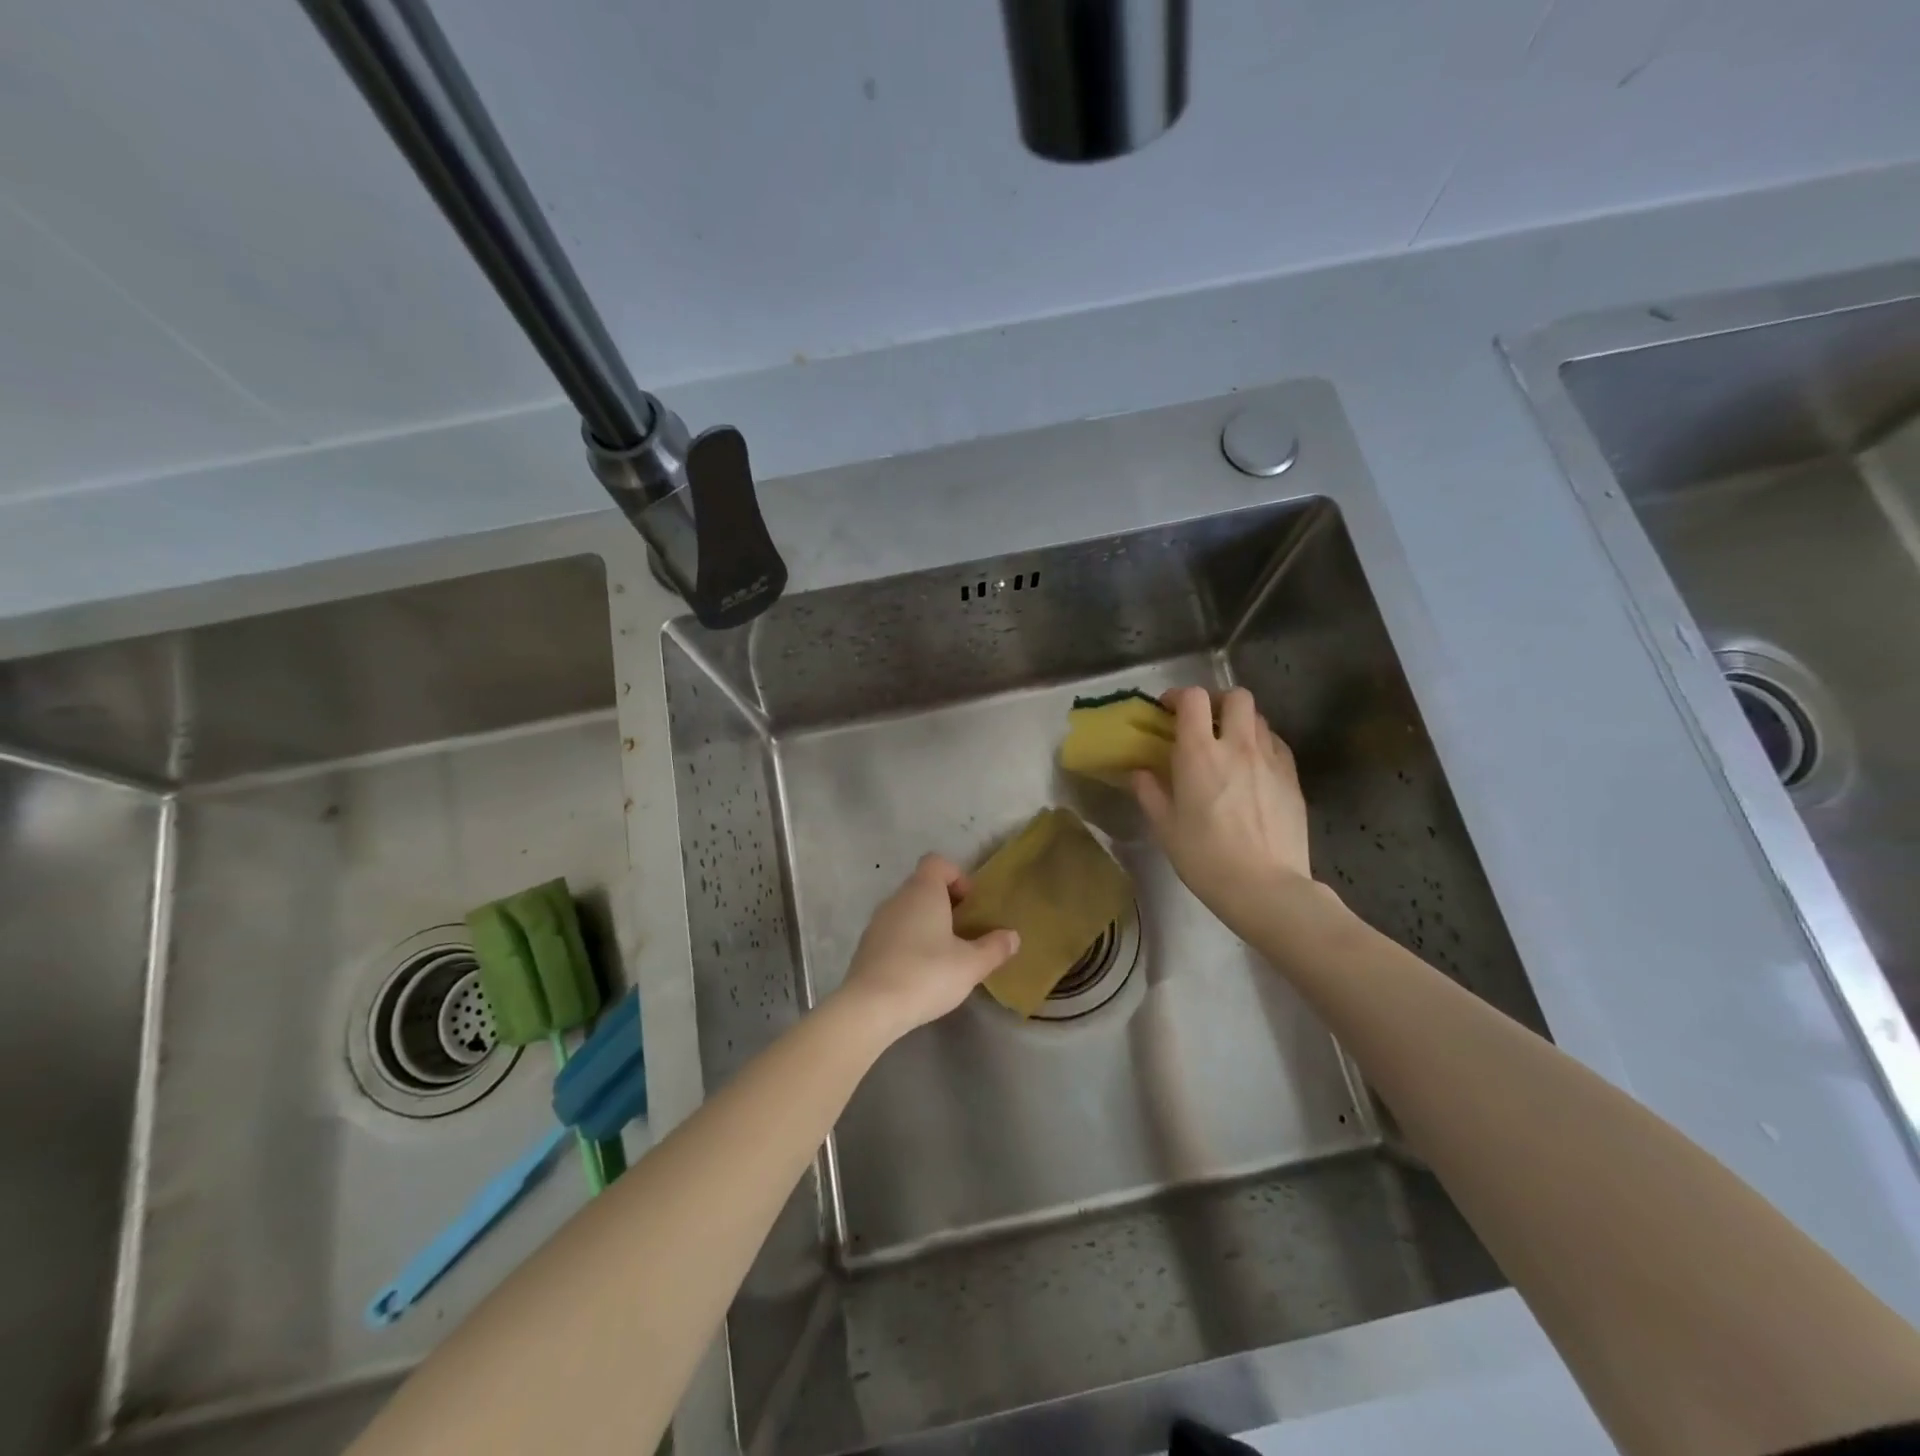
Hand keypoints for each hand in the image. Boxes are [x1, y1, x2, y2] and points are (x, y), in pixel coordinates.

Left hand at [837, 855, 1019, 1040]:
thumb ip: (994, 948)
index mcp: (922, 891)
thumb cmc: (926, 974)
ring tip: (943, 955)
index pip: (937, 862)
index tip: (970, 905)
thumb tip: (1012, 936)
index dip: (957, 876)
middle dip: (945, 904)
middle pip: (923, 886)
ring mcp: (877, 922)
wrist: (870, 1007)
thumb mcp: (971, 965)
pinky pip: (893, 932)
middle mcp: (897, 898)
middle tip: (963, 932)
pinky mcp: (866, 946)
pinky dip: (908, 942)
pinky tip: (919, 973)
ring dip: (926, 924)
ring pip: (907, 910)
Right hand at [1133, 686, 1314, 933]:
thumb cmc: (1205, 857)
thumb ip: (1149, 792)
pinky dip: (1262, 745)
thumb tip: (1139, 772)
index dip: (1178, 696)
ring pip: (1259, 719)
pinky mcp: (1293, 778)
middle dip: (1218, 701)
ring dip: (1241, 723)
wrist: (1266, 887)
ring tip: (1229, 747)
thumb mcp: (1165, 827)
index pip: (1193, 698)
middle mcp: (1238, 745)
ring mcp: (1271, 759)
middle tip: (1205, 722)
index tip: (1168, 710)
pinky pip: (1277, 745)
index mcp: (1200, 753)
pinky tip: (1253, 769)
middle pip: (1236, 696)